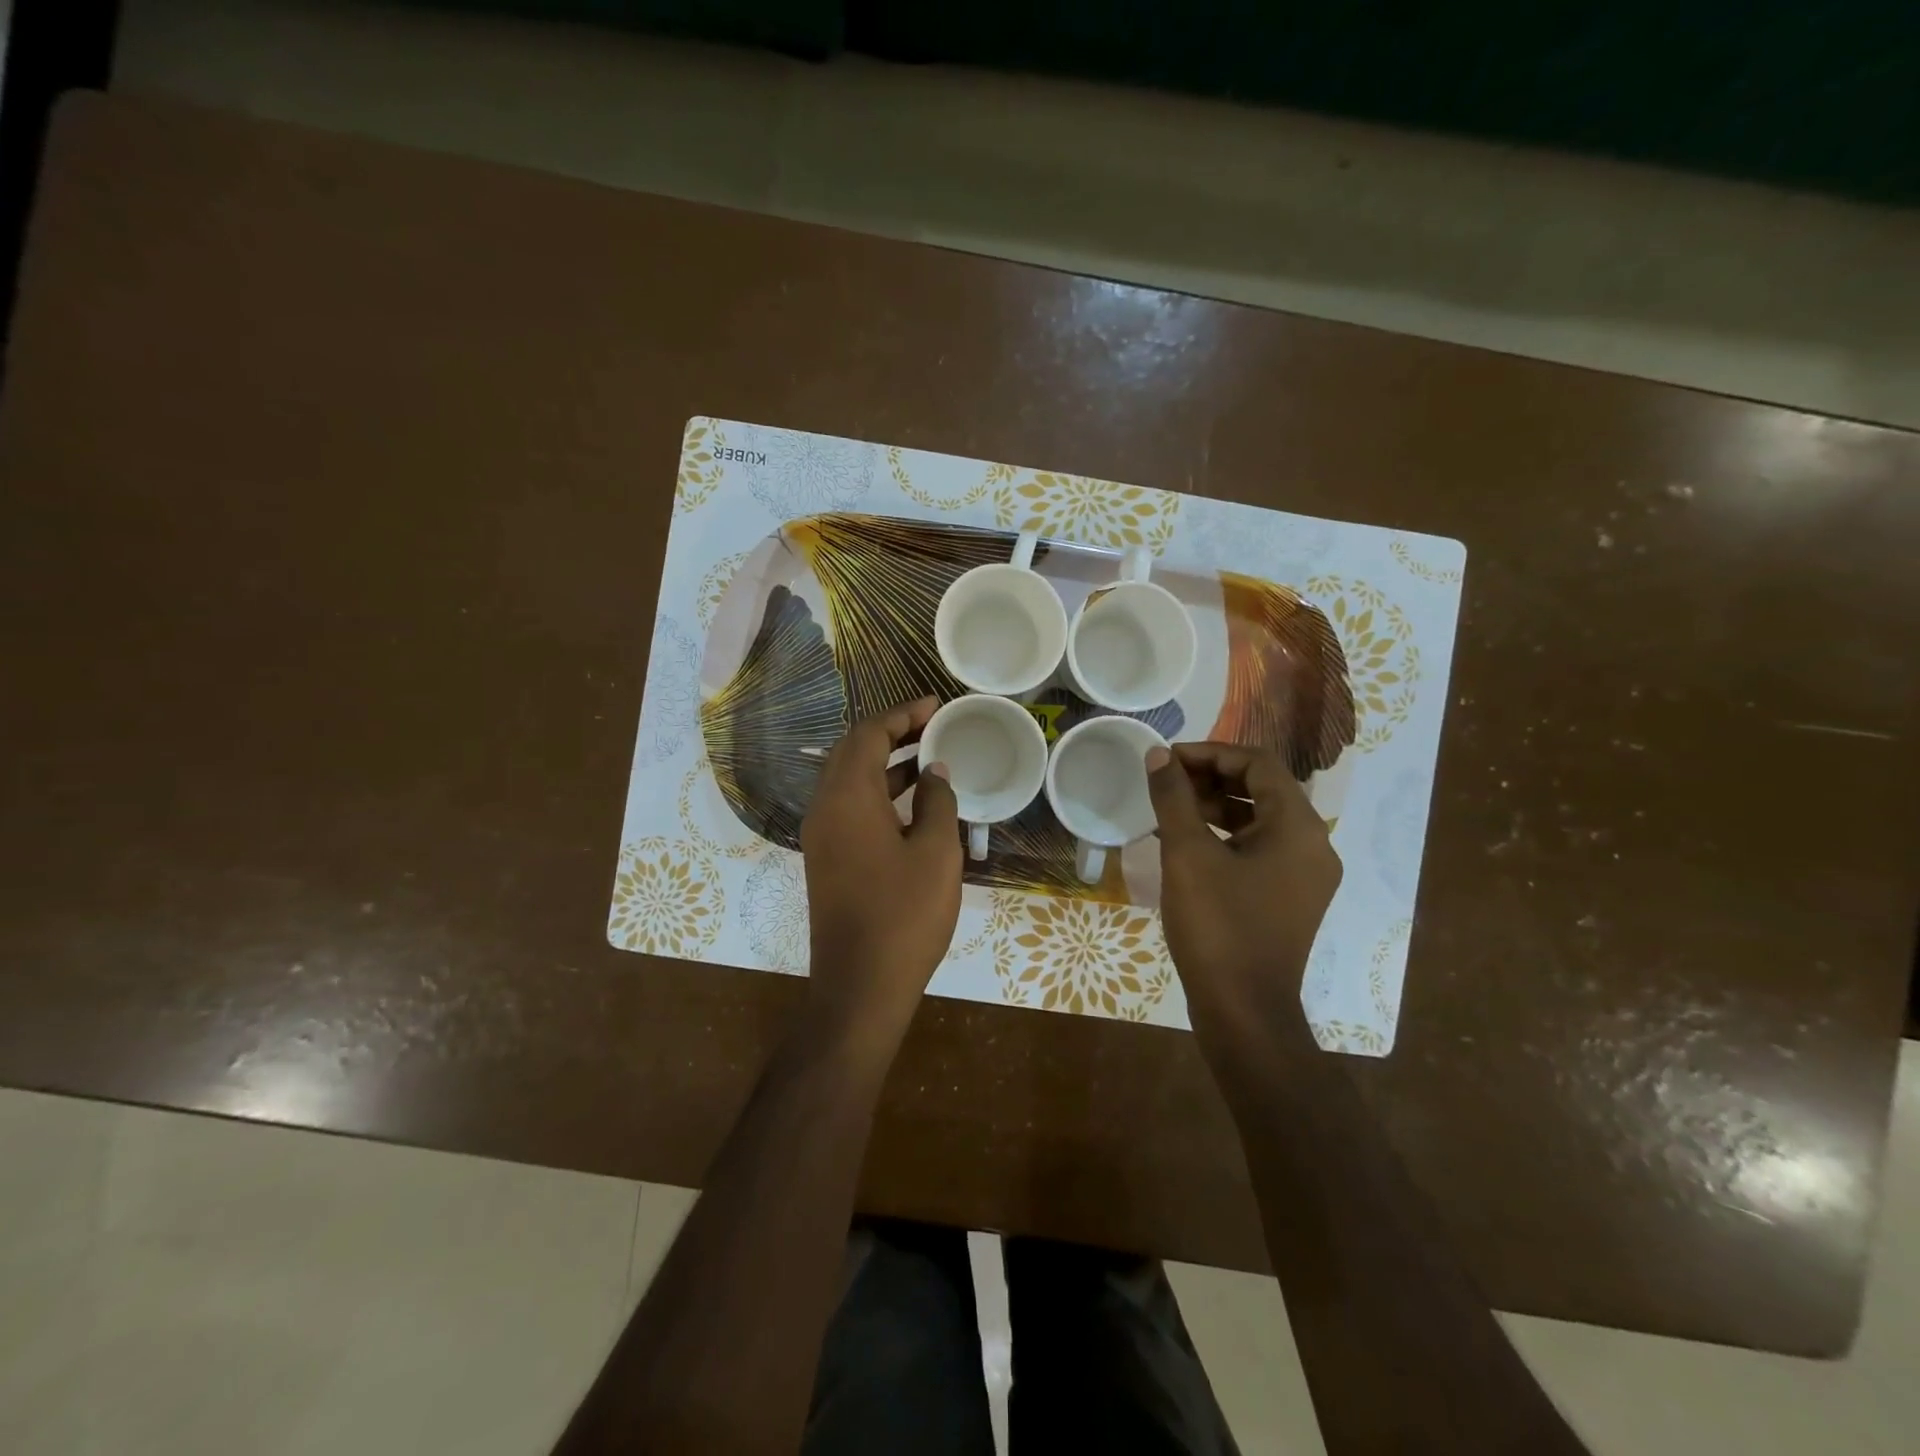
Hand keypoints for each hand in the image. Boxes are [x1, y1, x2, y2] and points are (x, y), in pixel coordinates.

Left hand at [799, 697, 961, 1053]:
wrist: (860, 986)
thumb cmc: (904, 914)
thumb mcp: (935, 852)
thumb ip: (936, 802)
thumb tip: (933, 772)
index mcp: (847, 797)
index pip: (868, 734)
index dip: (902, 714)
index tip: (935, 704)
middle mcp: (824, 807)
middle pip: (852, 751)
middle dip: (891, 732)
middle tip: (932, 725)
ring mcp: (821, 835)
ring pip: (849, 779)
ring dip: (884, 762)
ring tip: (927, 757)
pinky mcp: (826, 858)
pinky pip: (848, 806)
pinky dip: (877, 791)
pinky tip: (910, 802)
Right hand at [1147, 742, 1341, 1039]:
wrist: (1244, 1012)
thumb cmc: (1218, 926)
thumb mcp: (1187, 854)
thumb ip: (1173, 798)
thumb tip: (1158, 755)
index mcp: (1298, 827)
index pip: (1257, 764)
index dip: (1210, 753)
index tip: (1167, 760)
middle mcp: (1313, 844)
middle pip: (1262, 789)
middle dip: (1211, 777)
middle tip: (1165, 781)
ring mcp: (1304, 875)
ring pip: (1260, 820)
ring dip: (1216, 806)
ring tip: (1170, 808)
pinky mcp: (1290, 898)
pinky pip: (1259, 849)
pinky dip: (1225, 836)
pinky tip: (1186, 844)